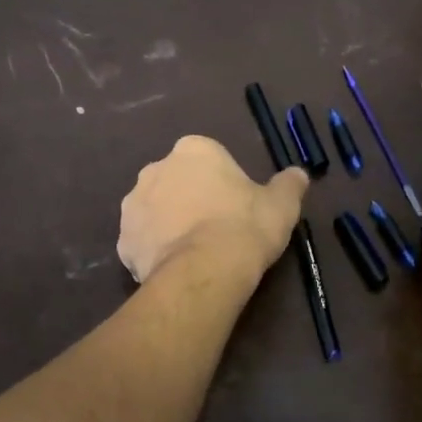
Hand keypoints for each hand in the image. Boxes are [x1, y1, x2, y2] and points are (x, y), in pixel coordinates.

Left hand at [119, 136, 308, 284]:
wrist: (205, 271)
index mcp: (193, 150)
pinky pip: (142, 242)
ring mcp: (134, 204)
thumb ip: (289, 185)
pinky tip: (174, 268)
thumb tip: (298, 174)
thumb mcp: (281, 205)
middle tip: (215, 228)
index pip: (208, 159)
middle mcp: (156, 168)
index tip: (236, 206)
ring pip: (155, 210)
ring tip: (194, 251)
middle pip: (176, 181)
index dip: (222, 182)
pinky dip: (154, 252)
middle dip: (190, 198)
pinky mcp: (123, 240)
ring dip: (169, 223)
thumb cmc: (245, 227)